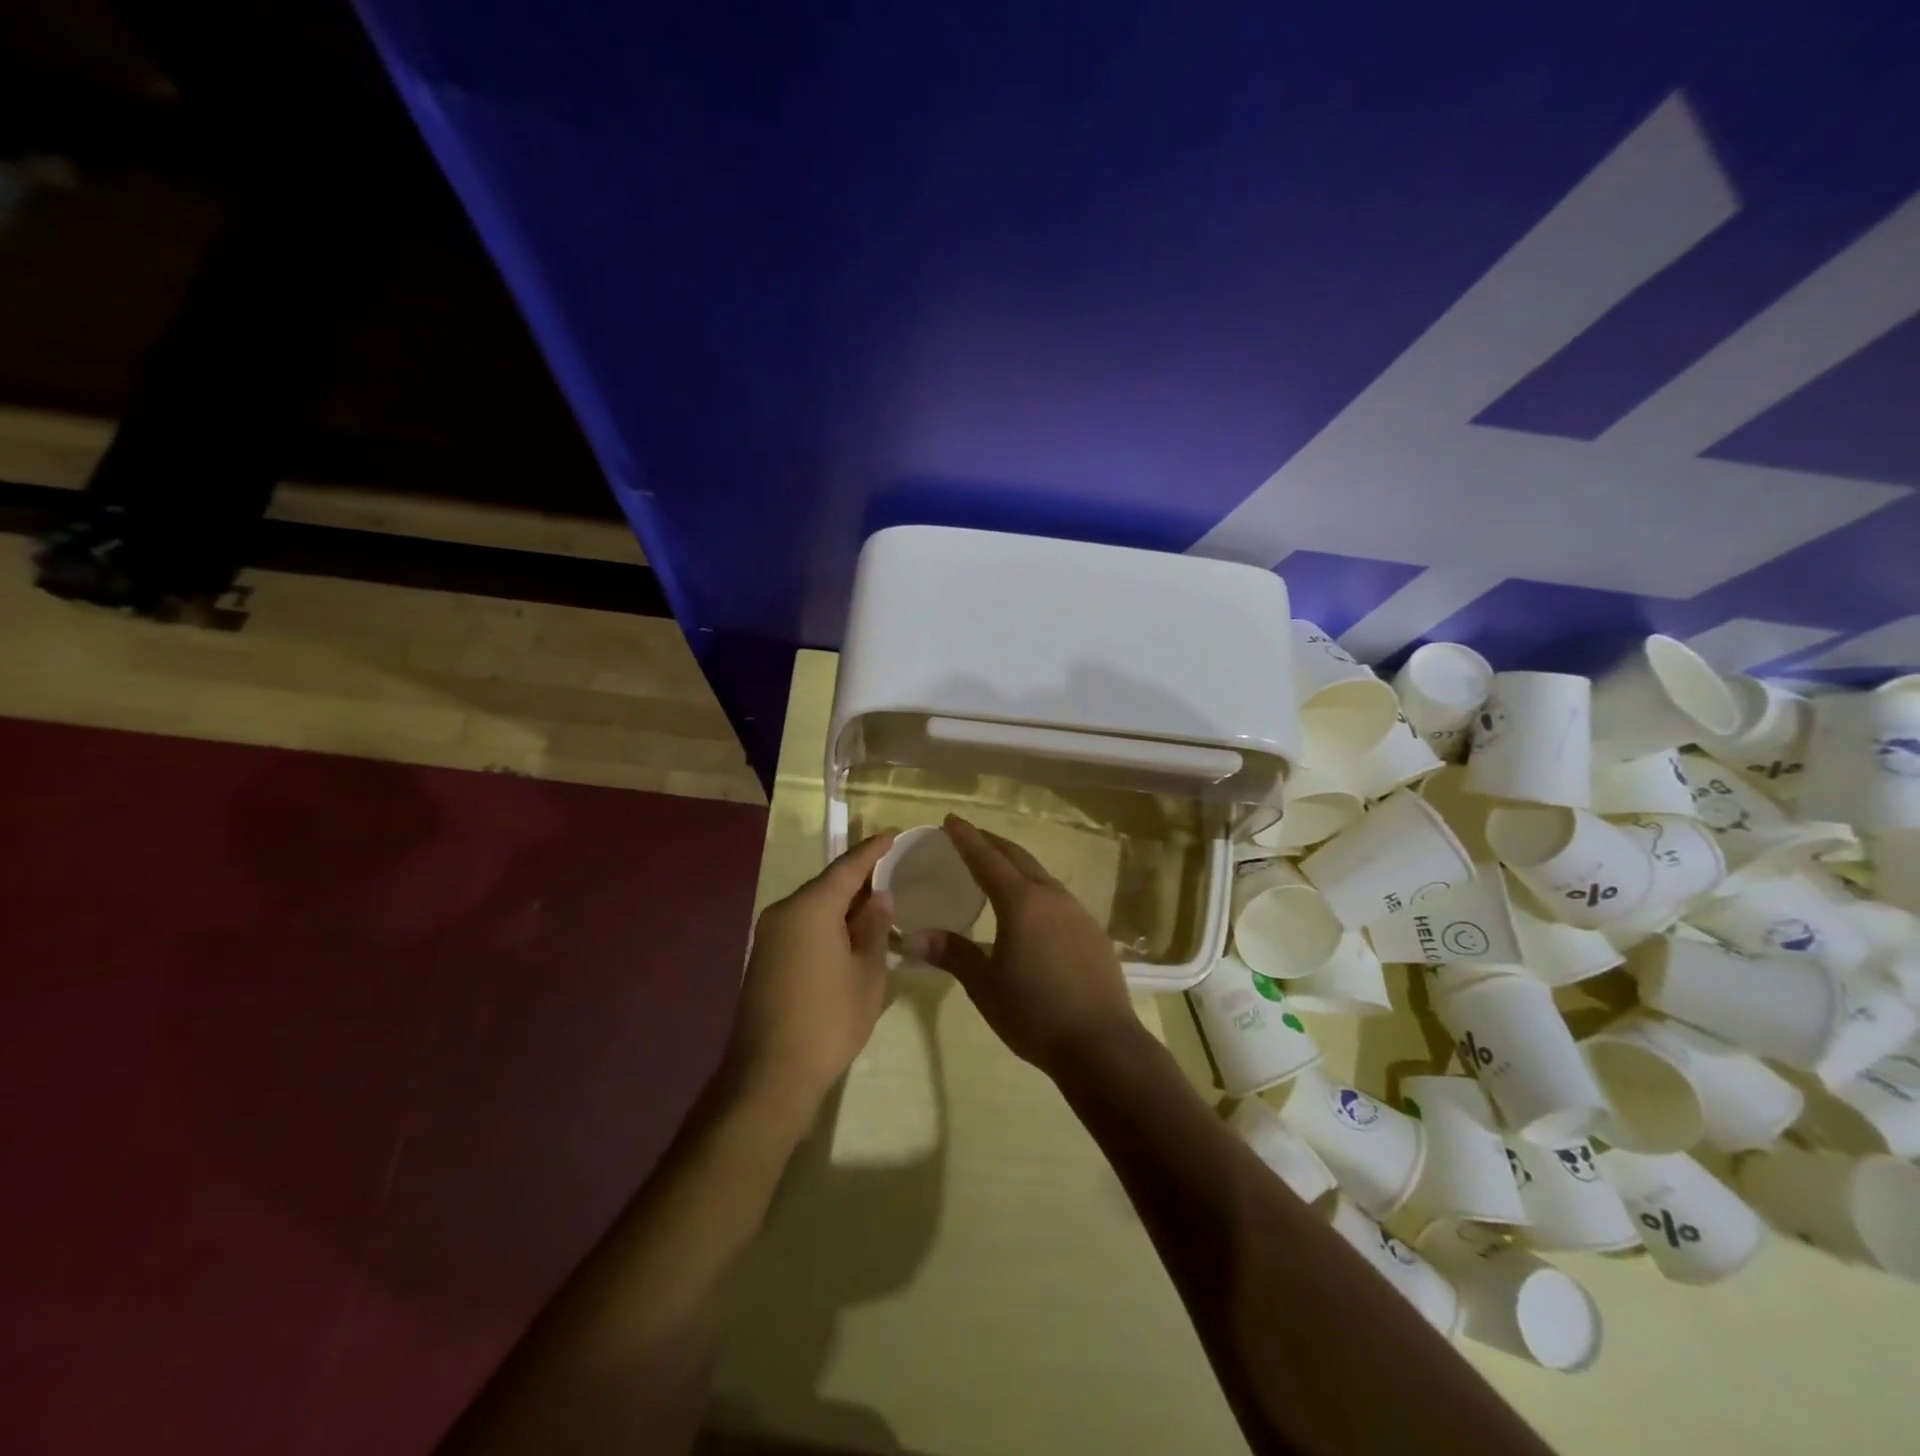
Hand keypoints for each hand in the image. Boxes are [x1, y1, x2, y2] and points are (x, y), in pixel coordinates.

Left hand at [728, 832, 896, 1109]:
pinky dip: (827, 922)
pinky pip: (802, 925)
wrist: (770, 1074)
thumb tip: (878, 898)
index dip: (873, 850)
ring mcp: (769, 935)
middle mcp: (784, 911)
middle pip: (827, 884)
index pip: (847, 867)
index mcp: (811, 908)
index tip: (893, 834)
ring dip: (843, 903)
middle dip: (859, 877)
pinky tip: (848, 933)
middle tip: (891, 871)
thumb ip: (875, 928)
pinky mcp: (765, 958)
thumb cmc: (829, 1019)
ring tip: (876, 903)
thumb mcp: (868, 972)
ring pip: (813, 906)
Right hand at [907, 816, 1137, 1075]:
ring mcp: (1077, 912)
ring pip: (1041, 875)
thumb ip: (953, 954)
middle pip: (1017, 858)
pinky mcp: (1092, 932)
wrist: (1101, 1044)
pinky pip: (1058, 897)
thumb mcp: (985, 985)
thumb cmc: (1034, 1012)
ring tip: (997, 869)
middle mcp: (1051, 896)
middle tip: (969, 836)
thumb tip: (914, 936)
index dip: (966, 838)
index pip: (986, 859)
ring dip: (1016, 864)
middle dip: (992, 843)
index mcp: (1021, 902)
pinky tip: (1032, 908)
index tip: (950, 820)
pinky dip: (1036, 888)